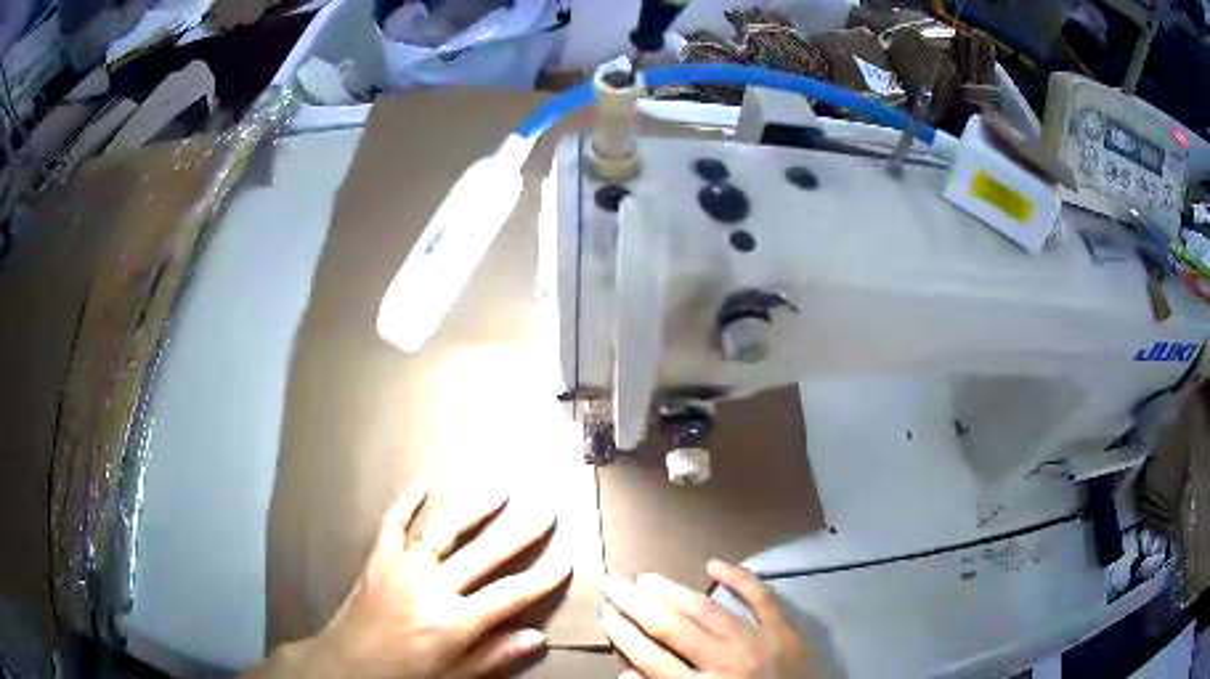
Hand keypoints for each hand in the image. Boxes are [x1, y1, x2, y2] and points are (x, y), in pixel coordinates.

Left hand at [252, 475, 570, 678]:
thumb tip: (536, 637)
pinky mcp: (378, 559)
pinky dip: (406, 502)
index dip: (541, 579)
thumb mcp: (454, 678)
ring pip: (445, 532)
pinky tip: (422, 482)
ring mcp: (402, 568)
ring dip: (475, 510)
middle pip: (485, 556)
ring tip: (501, 491)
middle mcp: (432, 589)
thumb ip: (494, 657)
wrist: (344, 665)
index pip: (510, 596)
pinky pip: (393, 525)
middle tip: (546, 512)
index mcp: (454, 623)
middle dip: (520, 534)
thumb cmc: (403, 676)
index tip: (566, 562)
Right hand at [602, 561, 815, 678]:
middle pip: (671, 627)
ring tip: (647, 578)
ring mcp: (757, 641)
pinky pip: (760, 598)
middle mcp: (724, 662)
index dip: (623, 634)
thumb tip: (626, 675)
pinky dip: (739, 578)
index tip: (605, 614)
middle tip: (614, 583)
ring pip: (707, 609)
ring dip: (673, 591)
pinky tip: (714, 564)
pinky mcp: (784, 630)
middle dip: (637, 604)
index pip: (650, 658)